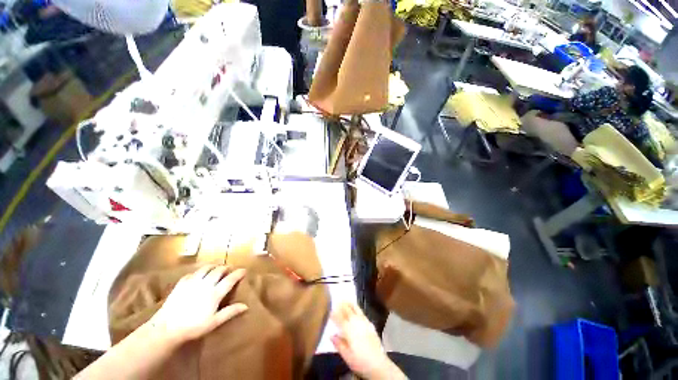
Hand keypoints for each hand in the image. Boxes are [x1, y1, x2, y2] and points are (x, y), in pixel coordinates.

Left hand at [149, 265, 247, 344]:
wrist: (166, 329)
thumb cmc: (193, 327)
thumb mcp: (214, 322)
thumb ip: (230, 312)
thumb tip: (246, 306)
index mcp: (215, 293)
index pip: (230, 279)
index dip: (239, 273)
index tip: (244, 270)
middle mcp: (206, 284)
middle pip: (219, 270)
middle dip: (226, 268)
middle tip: (229, 269)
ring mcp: (193, 282)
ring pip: (206, 268)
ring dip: (213, 266)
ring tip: (216, 268)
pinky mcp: (181, 284)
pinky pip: (192, 273)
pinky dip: (198, 272)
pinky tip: (198, 275)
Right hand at [331, 303, 405, 379]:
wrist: (378, 364)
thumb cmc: (360, 362)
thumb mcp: (346, 356)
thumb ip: (338, 344)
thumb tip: (331, 335)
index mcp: (349, 330)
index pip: (340, 319)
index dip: (334, 314)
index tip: (330, 310)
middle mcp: (356, 323)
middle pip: (348, 311)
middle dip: (342, 306)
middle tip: (337, 300)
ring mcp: (364, 322)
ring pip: (355, 310)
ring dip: (350, 304)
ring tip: (345, 300)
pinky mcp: (370, 324)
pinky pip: (362, 313)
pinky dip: (357, 308)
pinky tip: (356, 309)